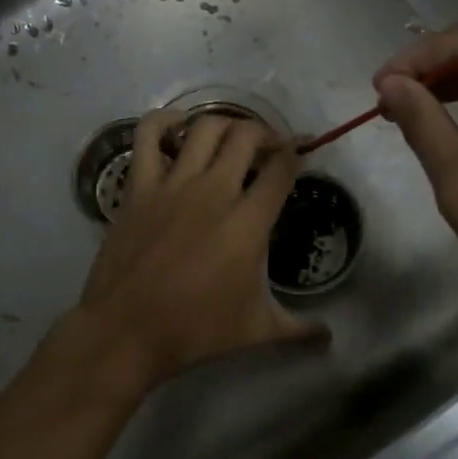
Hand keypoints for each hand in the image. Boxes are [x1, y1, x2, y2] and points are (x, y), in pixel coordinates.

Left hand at [68, 112, 324, 397]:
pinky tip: (177, 125)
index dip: (298, 151)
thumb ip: (299, 329)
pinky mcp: (139, 186)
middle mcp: (214, 190)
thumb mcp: (256, 330)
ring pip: (205, 127)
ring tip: (232, 137)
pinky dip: (164, 121)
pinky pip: (148, 136)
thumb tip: (330, 337)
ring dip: (225, 124)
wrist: (127, 330)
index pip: (282, 167)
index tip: (303, 151)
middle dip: (265, 133)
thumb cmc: (196, 329)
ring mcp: (173, 183)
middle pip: (247, 136)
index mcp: (248, 221)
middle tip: (269, 147)